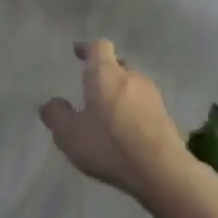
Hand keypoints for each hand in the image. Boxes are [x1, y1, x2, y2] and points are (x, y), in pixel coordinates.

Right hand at [40, 41, 199, 205]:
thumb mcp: (70, 135)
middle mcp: (131, 76)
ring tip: (109, 111)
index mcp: (106, 73)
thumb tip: (51, 103)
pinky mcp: (166, 116)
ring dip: (120, 93)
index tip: (78, 51)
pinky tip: (127, 130)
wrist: (161, 170)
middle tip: (92, 86)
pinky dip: (134, 111)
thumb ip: (56, 116)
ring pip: (132, 85)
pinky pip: (144, 105)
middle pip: (118, 65)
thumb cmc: (110, 145)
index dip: (87, 48)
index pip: (99, 47)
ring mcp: (152, 96)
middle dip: (105, 72)